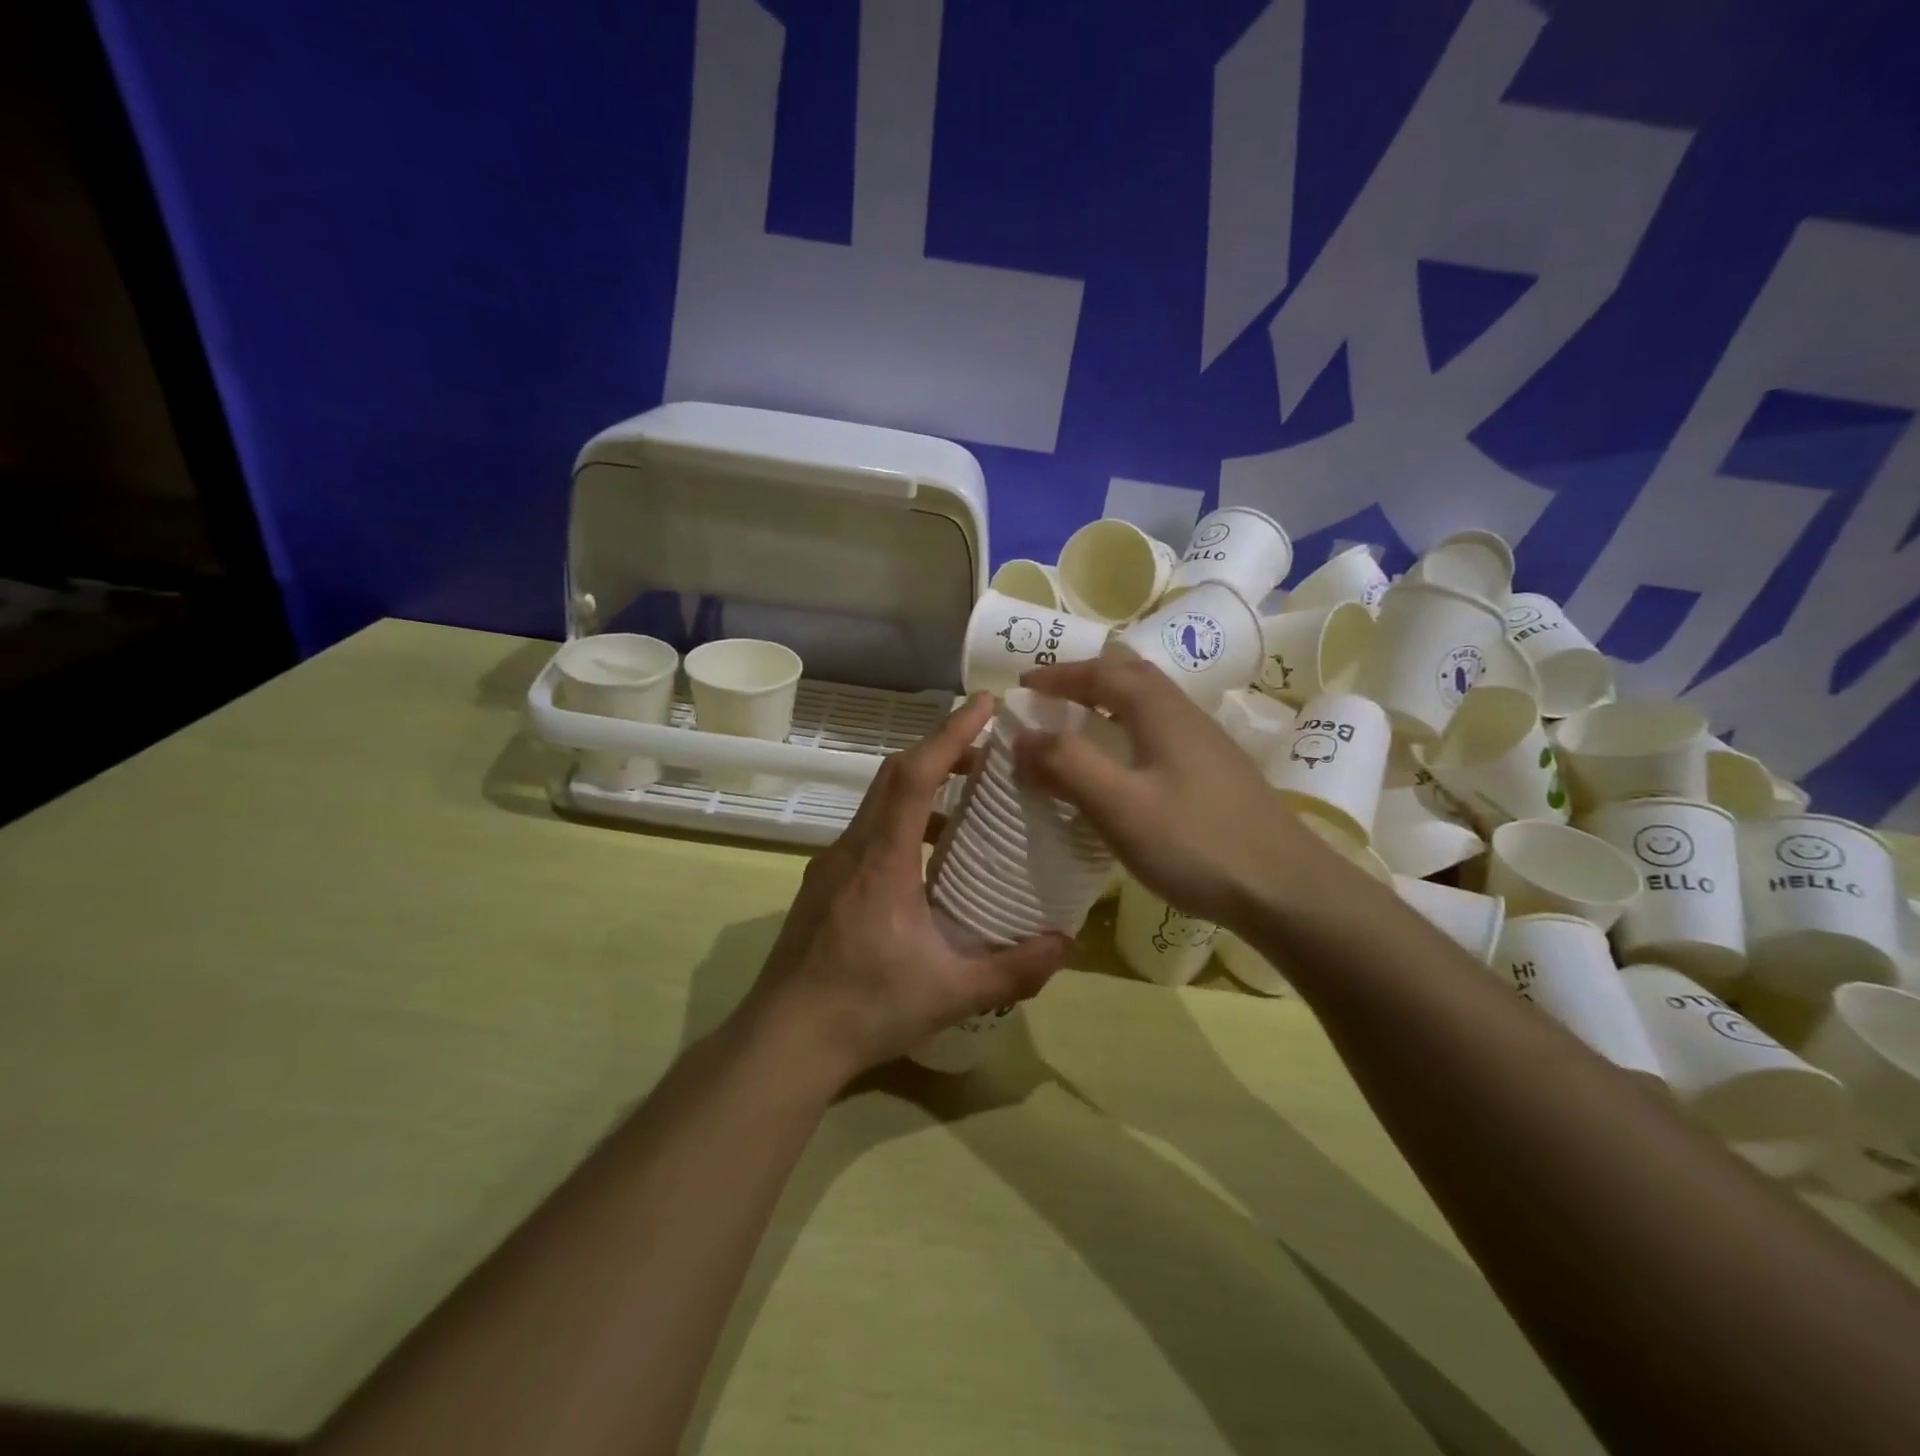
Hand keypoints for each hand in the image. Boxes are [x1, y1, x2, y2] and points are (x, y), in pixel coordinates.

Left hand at [743, 694, 1069, 1083]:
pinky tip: (925, 864)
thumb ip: (1012, 970)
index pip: (913, 776)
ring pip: (877, 805)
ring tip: (964, 808)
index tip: (984, 705)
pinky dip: (901, 825)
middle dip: (940, 752)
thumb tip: (1065, 944)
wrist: (782, 1042)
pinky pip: (866, 834)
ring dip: (919, 790)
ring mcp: (830, 867)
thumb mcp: (949, 994)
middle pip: (892, 777)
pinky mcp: (822, 887)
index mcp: (881, 861)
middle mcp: (851, 850)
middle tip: (987, 752)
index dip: (949, 733)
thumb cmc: (864, 1009)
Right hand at [1012, 657, 1340, 929]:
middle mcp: (1187, 716)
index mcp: (1161, 711)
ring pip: (1150, 708)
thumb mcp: (1119, 805)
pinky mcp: (1219, 776)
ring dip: (1109, 708)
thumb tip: (1022, 735)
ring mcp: (1208, 746)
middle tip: (1049, 701)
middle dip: (1086, 682)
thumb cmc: (1195, 842)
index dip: (1060, 674)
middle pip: (1132, 679)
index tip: (1023, 685)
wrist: (1287, 890)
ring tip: (1078, 732)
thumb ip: (1066, 764)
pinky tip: (1124, 773)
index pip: (1103, 672)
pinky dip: (1128, 736)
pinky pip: (1161, 737)